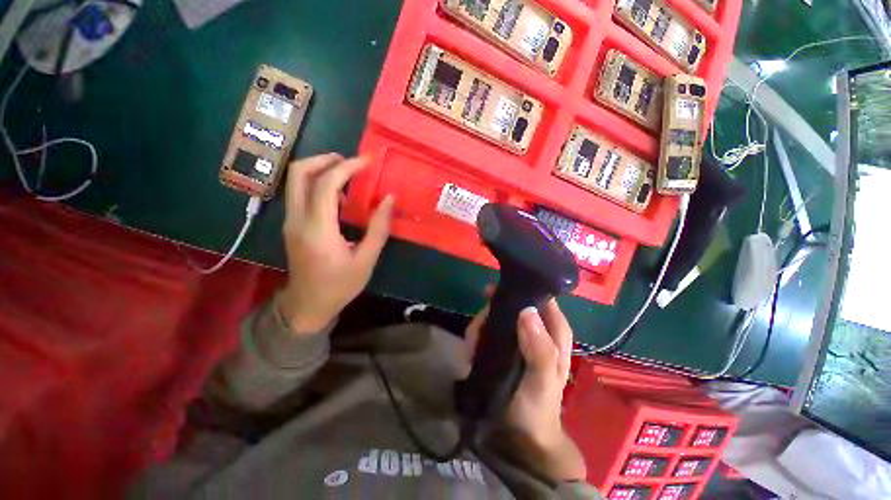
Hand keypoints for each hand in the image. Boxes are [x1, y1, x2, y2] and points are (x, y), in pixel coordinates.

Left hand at [279, 153, 393, 334]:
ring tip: (348, 177)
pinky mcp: (291, 224)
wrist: (307, 305)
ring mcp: (290, 221)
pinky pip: (300, 193)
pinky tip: (338, 196)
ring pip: (296, 180)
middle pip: (298, 172)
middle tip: (351, 163)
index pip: (325, 184)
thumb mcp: (366, 260)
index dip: (347, 167)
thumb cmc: (340, 285)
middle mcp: (297, 219)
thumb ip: (379, 228)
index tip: (367, 162)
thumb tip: (389, 199)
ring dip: (320, 169)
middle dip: (325, 159)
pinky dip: (317, 184)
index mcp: (318, 229)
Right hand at [466, 297, 586, 481]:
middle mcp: (536, 329)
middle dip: (494, 310)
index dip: (522, 290)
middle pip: (514, 304)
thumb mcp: (543, 380)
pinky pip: (488, 329)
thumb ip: (540, 349)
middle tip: (480, 323)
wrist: (521, 435)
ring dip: (482, 325)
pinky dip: (477, 335)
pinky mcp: (503, 345)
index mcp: (554, 332)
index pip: (542, 298)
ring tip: (472, 342)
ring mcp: (518, 336)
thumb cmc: (537, 407)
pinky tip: (471, 348)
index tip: (496, 290)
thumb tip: (526, 311)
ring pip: (498, 315)